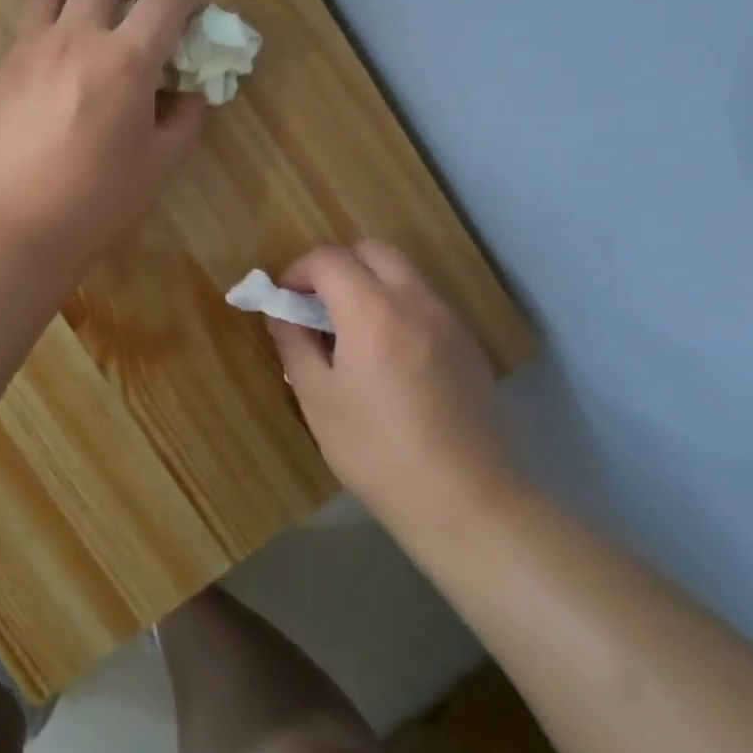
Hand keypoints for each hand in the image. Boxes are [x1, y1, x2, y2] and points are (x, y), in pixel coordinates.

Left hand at [0, 0, 206, 273]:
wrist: (11, 228)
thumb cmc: (96, 203)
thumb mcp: (159, 166)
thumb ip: (185, 119)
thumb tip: (193, 92)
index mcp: (125, 60)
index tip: (198, 13)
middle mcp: (75, 38)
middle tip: (145, 0)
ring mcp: (29, 50)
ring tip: (95, 13)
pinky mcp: (0, 71)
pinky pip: (28, 27)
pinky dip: (52, 27)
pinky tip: (58, 64)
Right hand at [270, 240, 516, 531]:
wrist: (466, 501)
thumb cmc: (377, 452)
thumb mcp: (318, 399)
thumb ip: (295, 344)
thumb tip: (282, 314)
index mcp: (373, 312)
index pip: (329, 259)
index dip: (298, 270)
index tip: (285, 298)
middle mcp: (417, 302)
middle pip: (373, 251)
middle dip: (337, 265)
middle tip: (317, 305)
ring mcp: (450, 321)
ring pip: (403, 274)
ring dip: (369, 284)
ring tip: (351, 332)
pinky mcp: (469, 344)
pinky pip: (425, 303)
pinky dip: (397, 306)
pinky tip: (387, 356)